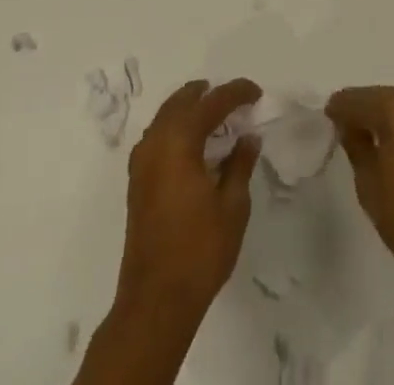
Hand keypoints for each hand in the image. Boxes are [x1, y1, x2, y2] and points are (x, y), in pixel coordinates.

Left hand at [115, 78, 262, 323]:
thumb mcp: (233, 206)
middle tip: (234, 100)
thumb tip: (247, 137)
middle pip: (182, 101)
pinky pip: (157, 136)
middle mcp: (156, 142)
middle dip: (208, 94)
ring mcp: (141, 162)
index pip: (212, 102)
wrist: (156, 300)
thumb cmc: (200, 250)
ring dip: (189, 109)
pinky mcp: (137, 181)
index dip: (236, 93)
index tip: (256, 93)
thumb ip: (240, 164)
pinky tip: (192, 144)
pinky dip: (176, 128)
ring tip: (215, 116)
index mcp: (179, 141)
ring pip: (166, 116)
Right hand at [326, 85, 393, 304]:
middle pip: (380, 96)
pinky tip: (390, 143)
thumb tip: (349, 125)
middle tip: (344, 130)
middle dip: (362, 111)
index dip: (338, 109)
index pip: (357, 99)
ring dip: (383, 116)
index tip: (326, 120)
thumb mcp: (368, 184)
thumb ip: (355, 145)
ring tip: (366, 139)